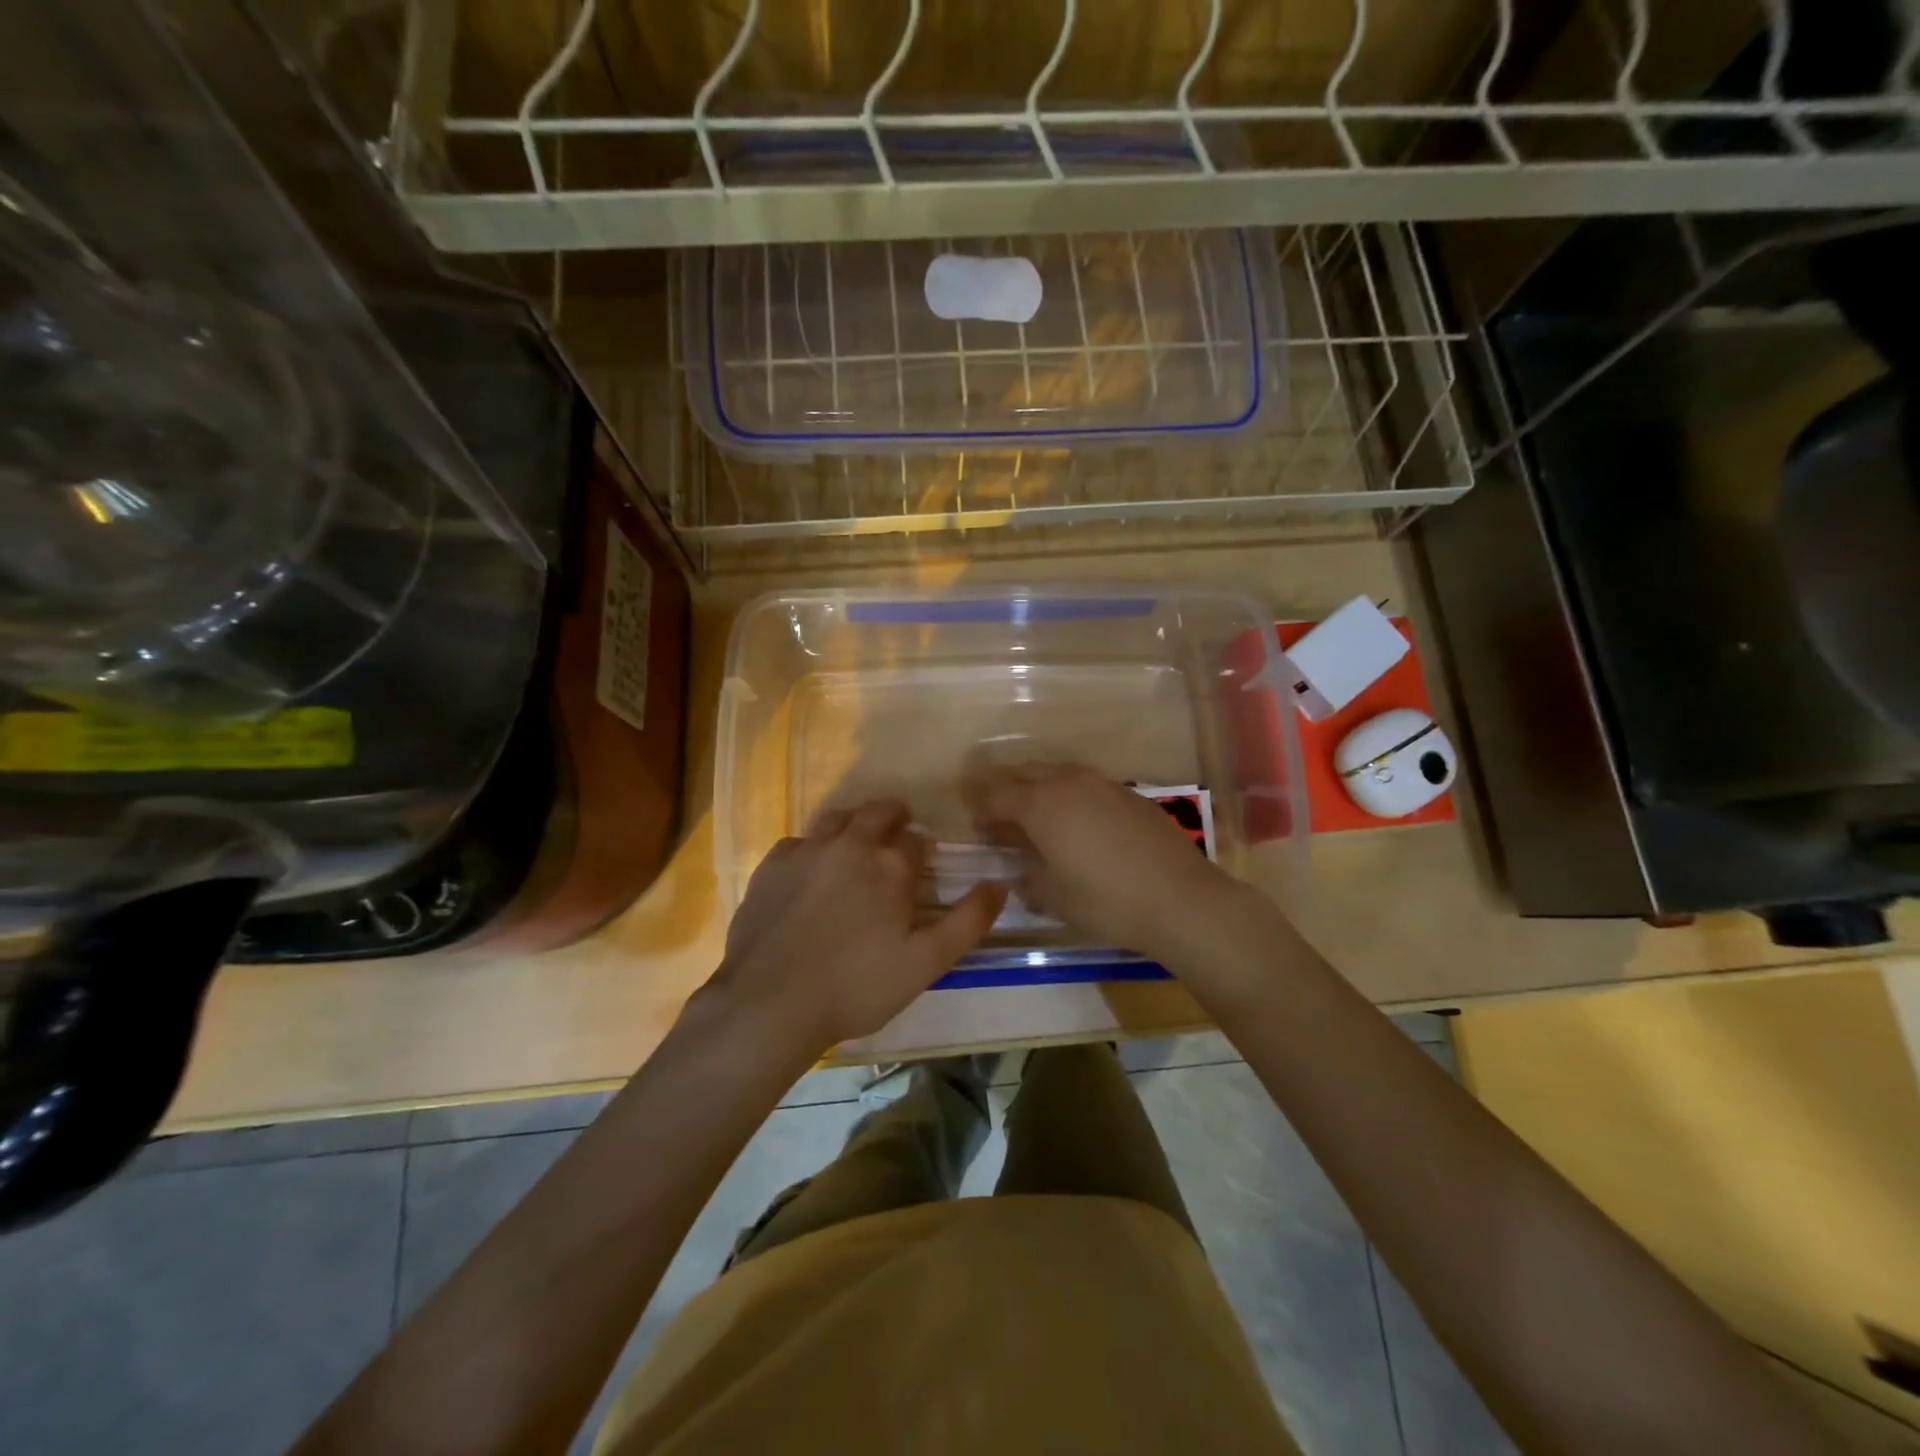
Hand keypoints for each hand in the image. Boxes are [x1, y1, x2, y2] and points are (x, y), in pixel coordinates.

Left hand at [711, 798, 1005, 1049]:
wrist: (771, 1003)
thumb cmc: (857, 986)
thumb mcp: (926, 962)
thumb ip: (968, 921)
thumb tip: (1000, 884)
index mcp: (891, 864)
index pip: (916, 840)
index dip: (922, 852)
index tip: (921, 869)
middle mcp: (850, 844)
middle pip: (878, 812)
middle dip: (893, 818)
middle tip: (896, 837)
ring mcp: (807, 851)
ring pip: (837, 819)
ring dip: (853, 825)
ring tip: (856, 847)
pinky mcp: (771, 866)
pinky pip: (798, 842)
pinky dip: (812, 848)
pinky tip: (810, 872)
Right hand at [966, 762, 1241, 961]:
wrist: (1179, 899)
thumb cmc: (1105, 901)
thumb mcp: (1052, 896)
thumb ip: (1026, 874)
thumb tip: (1019, 866)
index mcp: (1041, 803)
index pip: (997, 796)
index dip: (983, 812)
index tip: (980, 832)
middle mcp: (1069, 782)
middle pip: (1026, 774)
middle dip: (1010, 794)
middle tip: (1006, 823)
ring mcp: (1103, 784)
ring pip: (1059, 775)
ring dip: (1042, 791)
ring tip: (1043, 822)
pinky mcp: (1130, 794)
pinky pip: (1088, 786)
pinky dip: (1074, 799)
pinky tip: (1083, 827)